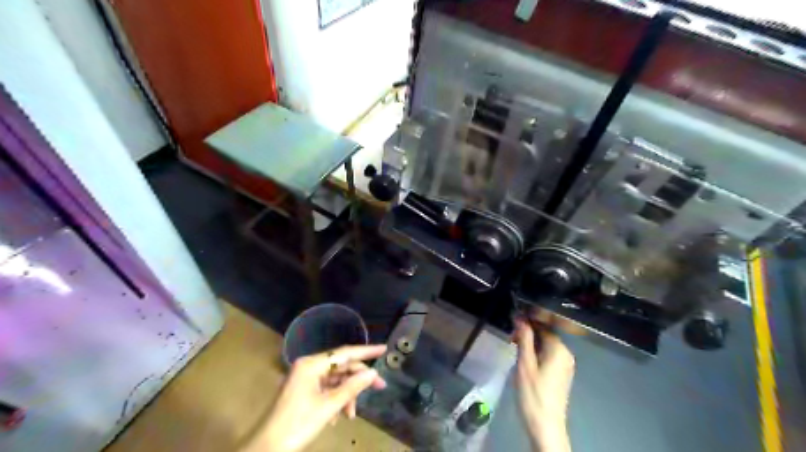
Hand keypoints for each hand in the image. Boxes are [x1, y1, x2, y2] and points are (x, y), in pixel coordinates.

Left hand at [248, 344, 388, 449]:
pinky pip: (327, 389)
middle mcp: (308, 366)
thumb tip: (372, 372)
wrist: (267, 449)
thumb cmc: (298, 424)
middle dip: (359, 379)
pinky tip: (338, 417)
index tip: (384, 349)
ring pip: (335, 380)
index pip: (345, 353)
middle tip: (380, 387)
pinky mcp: (304, 391)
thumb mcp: (329, 406)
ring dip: (347, 394)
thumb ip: (353, 386)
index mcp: (311, 364)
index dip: (366, 351)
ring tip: (351, 414)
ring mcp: (305, 379)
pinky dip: (336, 400)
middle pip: (341, 367)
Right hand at [513, 320, 575, 449]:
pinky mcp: (562, 374)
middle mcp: (566, 354)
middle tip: (511, 339)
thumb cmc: (533, 393)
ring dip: (531, 343)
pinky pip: (549, 355)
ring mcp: (565, 365)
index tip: (511, 323)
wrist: (545, 425)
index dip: (526, 322)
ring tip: (515, 348)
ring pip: (546, 345)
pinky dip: (537, 353)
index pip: (542, 325)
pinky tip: (525, 359)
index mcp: (559, 349)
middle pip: (545, 334)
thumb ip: (524, 338)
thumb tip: (520, 317)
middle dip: (528, 333)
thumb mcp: (524, 363)